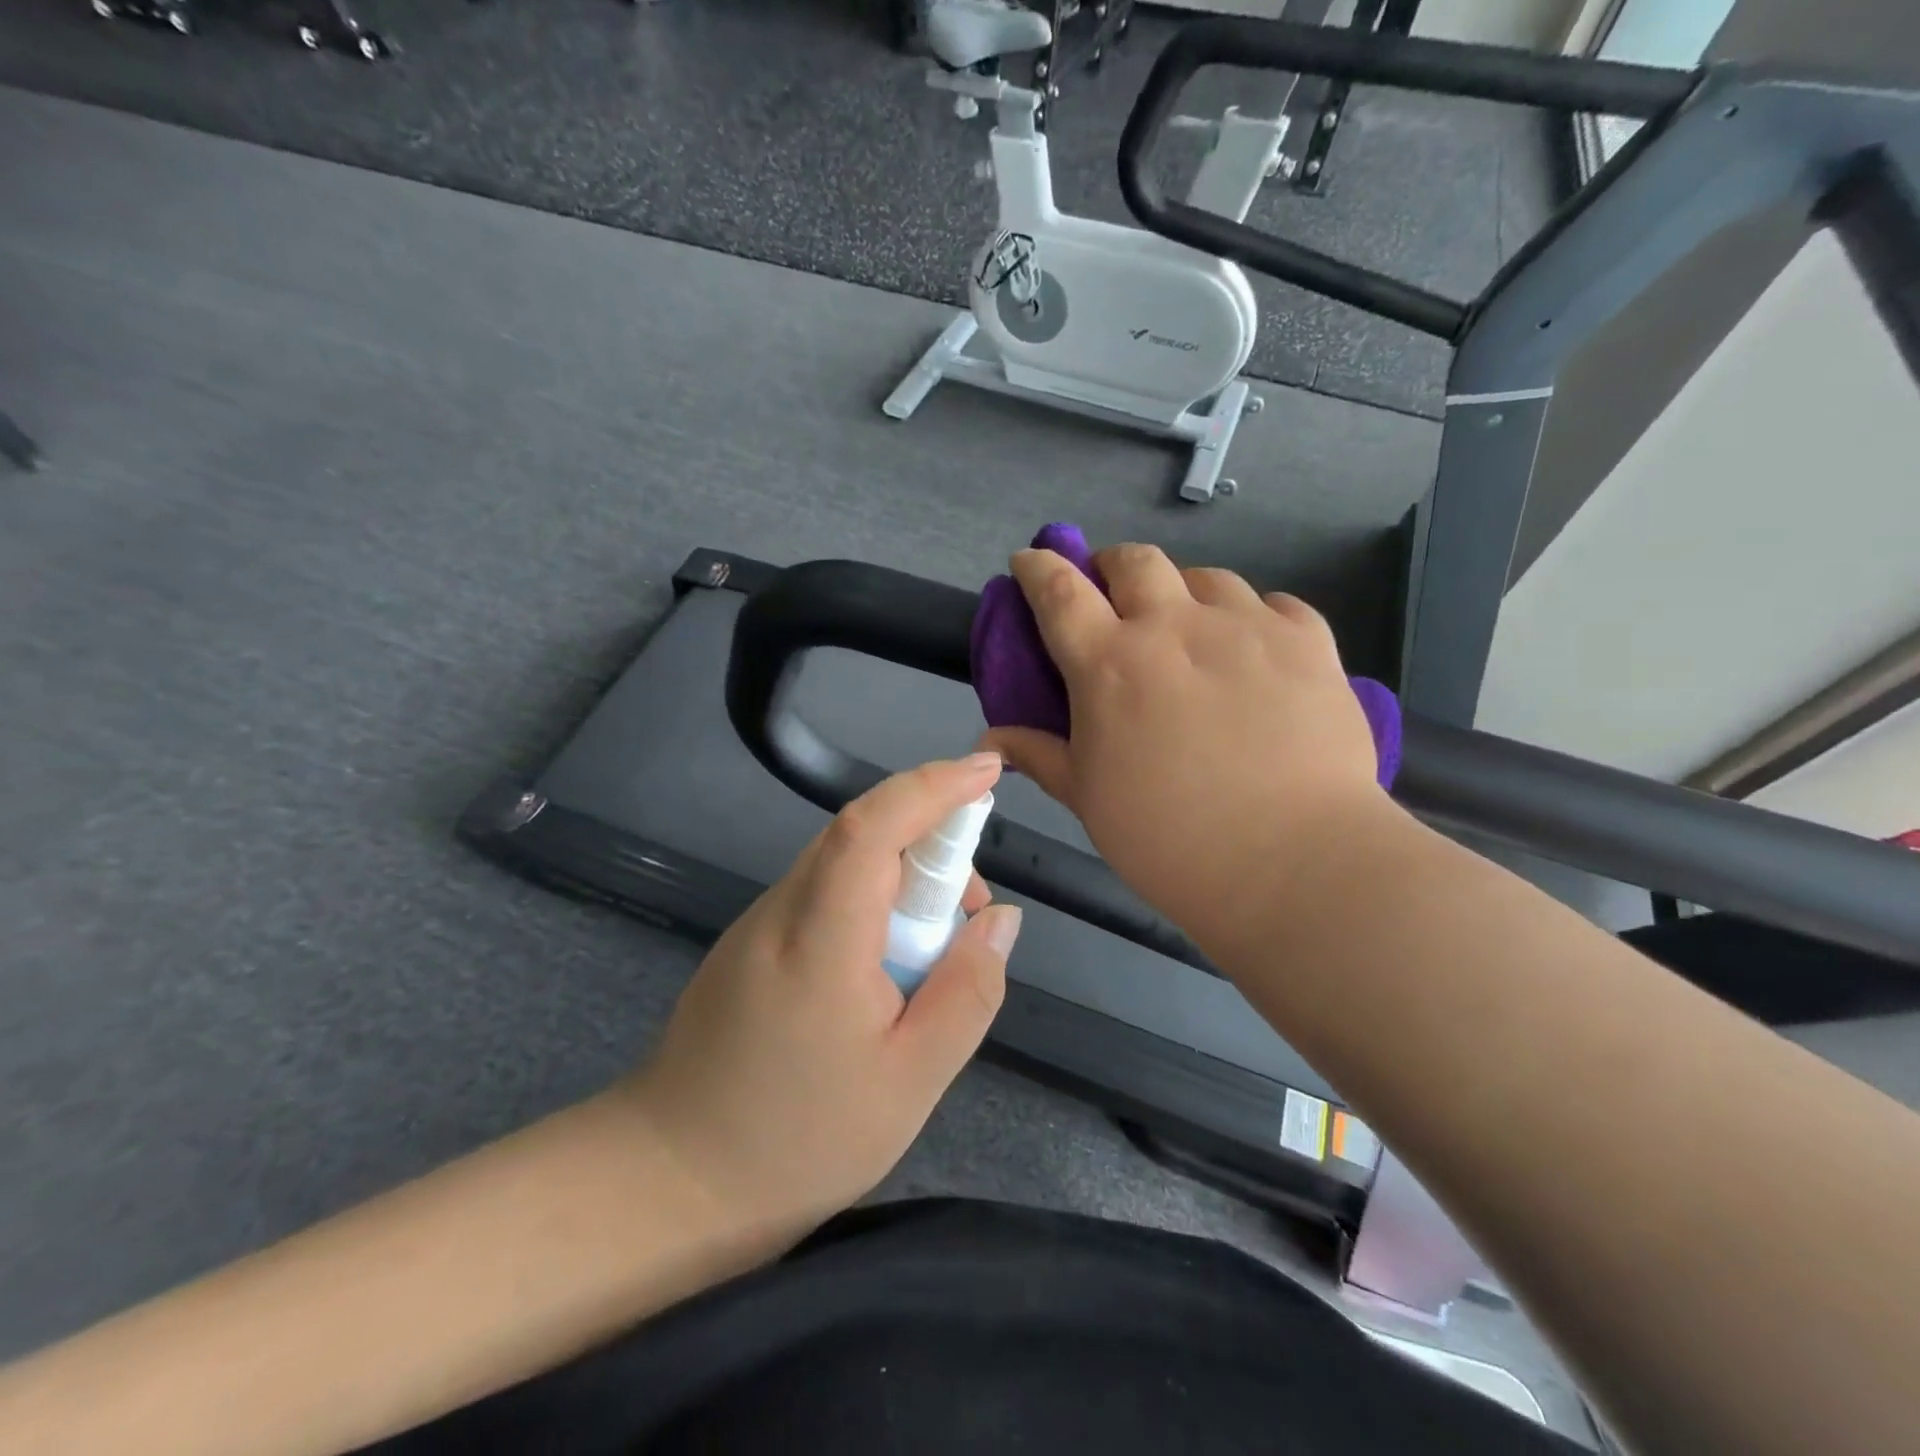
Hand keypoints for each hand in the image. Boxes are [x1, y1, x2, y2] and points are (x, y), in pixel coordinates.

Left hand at [628, 755, 1022, 1240]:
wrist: (669, 1181)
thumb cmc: (797, 1140)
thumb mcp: (911, 1080)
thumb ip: (967, 991)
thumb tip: (1000, 918)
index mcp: (819, 936)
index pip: (872, 825)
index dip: (932, 786)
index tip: (986, 770)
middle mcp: (782, 909)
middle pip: (862, 836)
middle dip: (932, 847)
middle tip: (970, 915)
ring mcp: (759, 923)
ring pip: (844, 865)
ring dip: (903, 881)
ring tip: (934, 954)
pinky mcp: (751, 942)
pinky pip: (825, 895)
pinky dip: (871, 905)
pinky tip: (885, 970)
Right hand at [981, 543, 1384, 958]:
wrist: (1294, 863)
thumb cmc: (1170, 839)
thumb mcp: (1089, 800)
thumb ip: (1039, 756)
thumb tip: (990, 740)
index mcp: (1110, 664)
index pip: (1060, 591)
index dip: (1039, 568)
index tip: (1029, 561)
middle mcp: (1175, 627)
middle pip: (1135, 561)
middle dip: (1112, 566)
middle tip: (1113, 596)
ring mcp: (1247, 627)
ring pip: (1206, 577)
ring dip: (1183, 592)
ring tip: (1189, 628)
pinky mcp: (1308, 642)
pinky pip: (1274, 603)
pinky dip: (1253, 615)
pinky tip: (1254, 648)